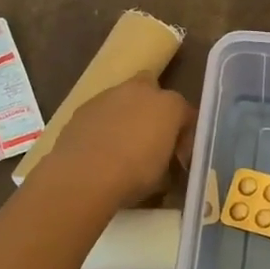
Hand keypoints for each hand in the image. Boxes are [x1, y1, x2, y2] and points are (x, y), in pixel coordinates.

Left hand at [42, 75, 195, 208]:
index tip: (178, 159)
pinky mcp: (83, 107)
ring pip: (123, 99)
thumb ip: (169, 163)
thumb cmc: (134, 175)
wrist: (84, 175)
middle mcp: (141, 91)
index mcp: (169, 105)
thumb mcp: (164, 177)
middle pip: (152, 91)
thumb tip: (166, 165)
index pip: (186, 115)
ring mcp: (108, 95)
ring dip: (126, 116)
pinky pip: (101, 112)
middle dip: (154, 110)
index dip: (185, 138)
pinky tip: (99, 149)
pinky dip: (103, 125)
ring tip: (121, 147)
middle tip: (150, 139)